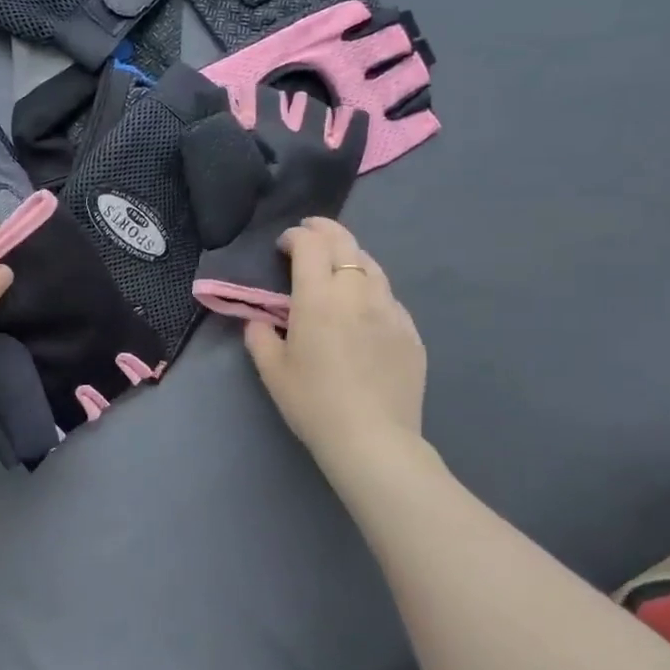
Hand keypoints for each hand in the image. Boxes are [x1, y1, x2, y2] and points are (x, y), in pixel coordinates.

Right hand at [243, 218, 429, 469]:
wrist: (373, 439)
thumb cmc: (313, 404)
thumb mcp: (273, 372)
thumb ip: (260, 336)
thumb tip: (260, 320)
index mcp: (318, 298)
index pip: (310, 245)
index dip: (296, 236)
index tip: (284, 245)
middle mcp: (357, 293)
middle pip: (345, 243)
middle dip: (325, 230)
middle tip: (310, 233)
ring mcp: (390, 310)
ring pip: (371, 265)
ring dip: (350, 255)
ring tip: (338, 264)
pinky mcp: (410, 331)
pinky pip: (388, 297)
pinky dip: (371, 288)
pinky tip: (363, 306)